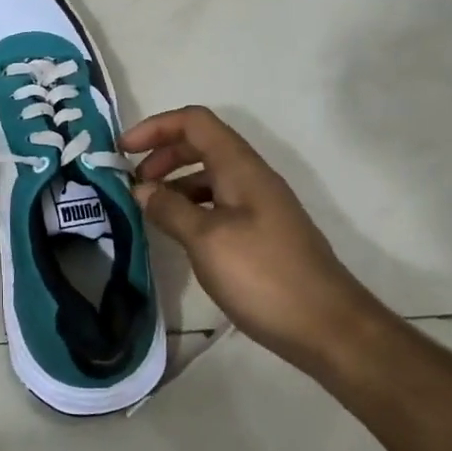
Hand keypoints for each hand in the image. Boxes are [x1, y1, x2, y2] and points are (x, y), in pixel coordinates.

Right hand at [122, 106, 384, 366]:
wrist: (329, 328)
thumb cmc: (264, 276)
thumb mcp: (206, 240)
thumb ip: (169, 209)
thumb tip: (140, 189)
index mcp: (240, 168)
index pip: (194, 122)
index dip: (155, 127)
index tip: (122, 150)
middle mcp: (251, 178)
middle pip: (200, 144)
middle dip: (161, 154)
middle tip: (132, 183)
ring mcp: (259, 206)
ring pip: (208, 175)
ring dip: (174, 183)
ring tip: (148, 210)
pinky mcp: (260, 233)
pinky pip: (217, 203)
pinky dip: (190, 207)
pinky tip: (176, 233)